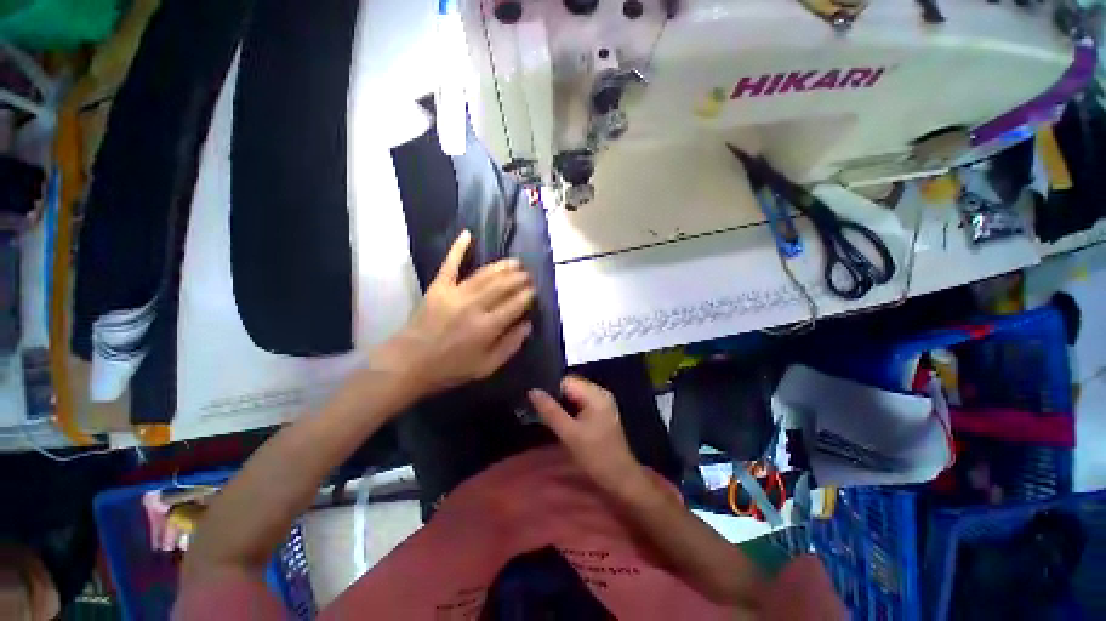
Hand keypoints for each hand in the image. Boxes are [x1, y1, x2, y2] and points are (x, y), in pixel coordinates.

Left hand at [374, 231, 534, 394]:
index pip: (515, 305)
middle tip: (527, 275)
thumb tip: (527, 325)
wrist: (409, 364)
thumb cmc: (451, 369)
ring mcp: (455, 293)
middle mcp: (475, 306)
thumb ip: (510, 346)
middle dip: (518, 279)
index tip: (534, 291)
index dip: (527, 296)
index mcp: (487, 327)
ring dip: (502, 266)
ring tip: (515, 262)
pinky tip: (467, 235)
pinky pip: (450, 264)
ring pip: (484, 275)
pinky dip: (458, 248)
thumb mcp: (486, 367)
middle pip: (502, 286)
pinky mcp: (438, 287)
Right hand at [528, 377, 646, 495]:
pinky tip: (561, 421)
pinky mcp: (601, 413)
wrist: (621, 479)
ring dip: (561, 404)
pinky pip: (580, 404)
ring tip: (546, 415)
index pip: (566, 381)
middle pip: (571, 386)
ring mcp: (602, 402)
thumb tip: (533, 391)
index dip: (550, 389)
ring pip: (574, 395)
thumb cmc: (596, 456)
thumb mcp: (569, 434)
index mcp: (596, 394)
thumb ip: (550, 411)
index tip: (535, 402)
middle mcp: (600, 393)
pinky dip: (570, 410)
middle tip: (538, 410)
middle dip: (555, 397)